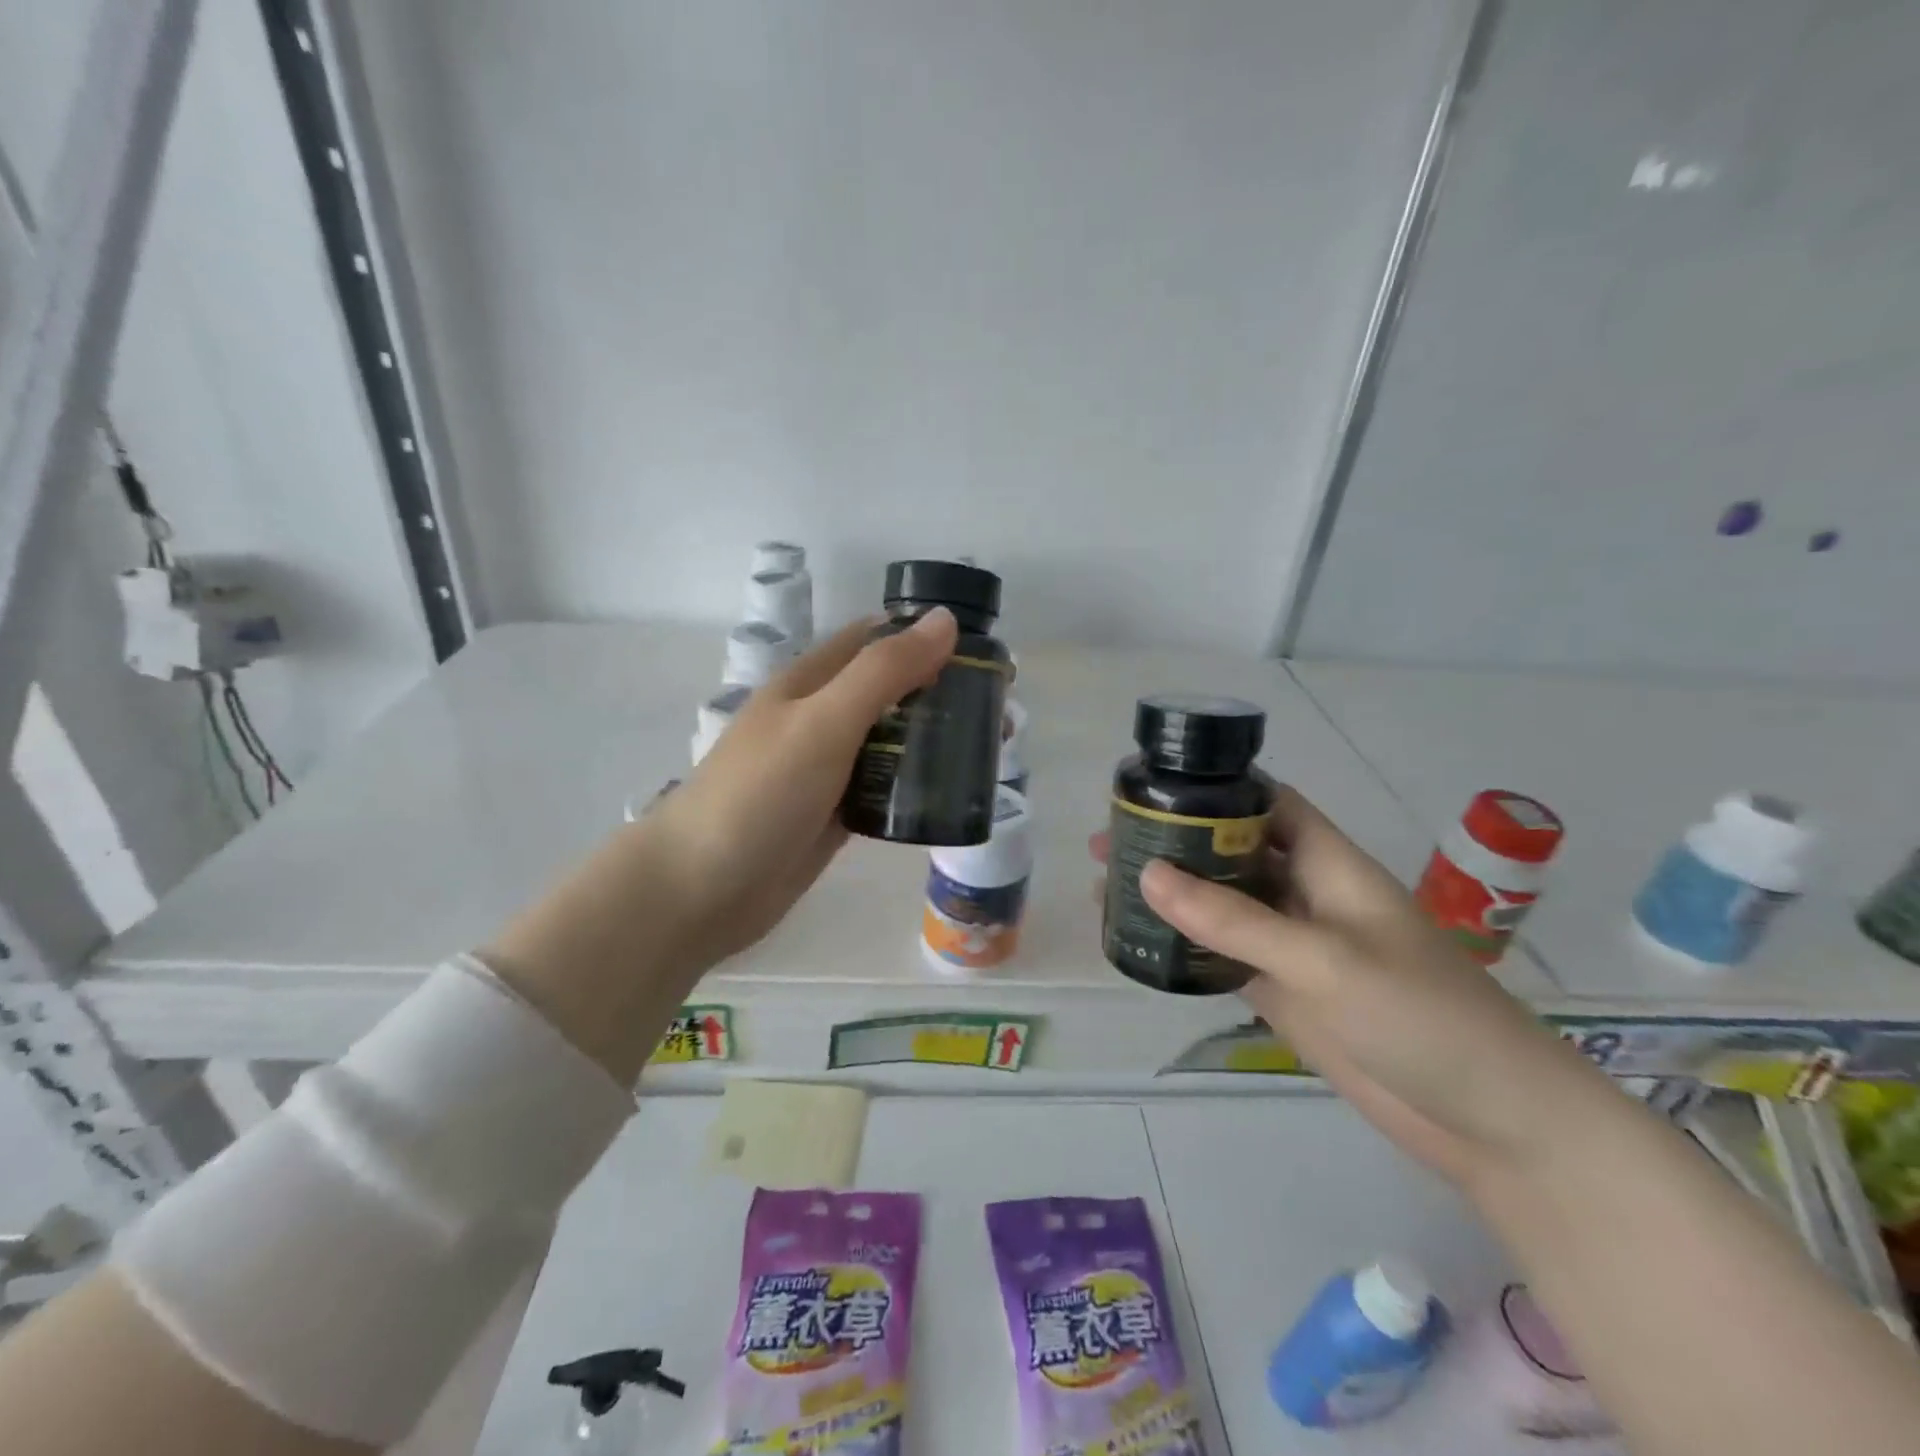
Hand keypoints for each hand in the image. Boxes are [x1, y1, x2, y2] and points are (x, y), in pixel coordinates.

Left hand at [488, 610, 957, 1082]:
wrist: (701, 889)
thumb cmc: (759, 795)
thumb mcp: (823, 722)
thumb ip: (883, 672)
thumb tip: (944, 620)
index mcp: (811, 682)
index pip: (876, 641)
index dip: (926, 638)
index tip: (985, 655)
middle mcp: (820, 718)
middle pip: (890, 692)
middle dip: (941, 693)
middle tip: (1000, 714)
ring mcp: (826, 769)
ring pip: (891, 742)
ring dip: (933, 741)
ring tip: (989, 752)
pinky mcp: (833, 814)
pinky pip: (883, 788)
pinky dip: (915, 785)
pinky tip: (950, 795)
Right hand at [1093, 786, 1606, 1188]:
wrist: (1492, 1122)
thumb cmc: (1421, 1016)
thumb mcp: (1323, 959)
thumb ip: (1234, 919)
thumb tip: (1147, 873)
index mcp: (1329, 865)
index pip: (1268, 804)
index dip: (1217, 790)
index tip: (1153, 789)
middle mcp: (1308, 896)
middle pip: (1232, 855)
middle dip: (1176, 844)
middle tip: (1107, 844)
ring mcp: (1295, 948)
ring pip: (1222, 907)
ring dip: (1173, 898)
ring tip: (1106, 890)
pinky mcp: (1286, 994)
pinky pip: (1224, 958)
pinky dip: (1186, 948)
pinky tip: (1143, 945)